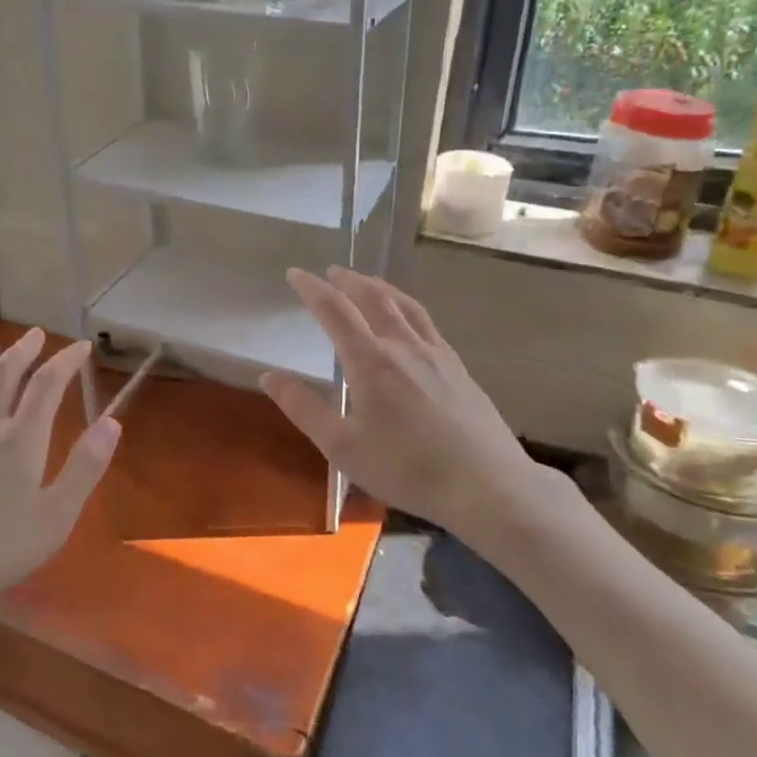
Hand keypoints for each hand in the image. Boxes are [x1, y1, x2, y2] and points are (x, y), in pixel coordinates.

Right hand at [260, 267, 573, 539]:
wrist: (487, 485)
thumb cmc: (407, 469)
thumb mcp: (343, 447)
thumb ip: (304, 409)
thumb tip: (269, 376)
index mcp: (371, 361)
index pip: (335, 311)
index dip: (312, 289)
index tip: (295, 273)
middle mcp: (403, 346)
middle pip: (374, 298)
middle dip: (348, 281)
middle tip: (331, 271)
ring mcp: (437, 354)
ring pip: (405, 305)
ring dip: (381, 287)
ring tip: (368, 282)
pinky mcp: (459, 368)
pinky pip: (427, 323)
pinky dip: (408, 308)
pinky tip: (410, 322)